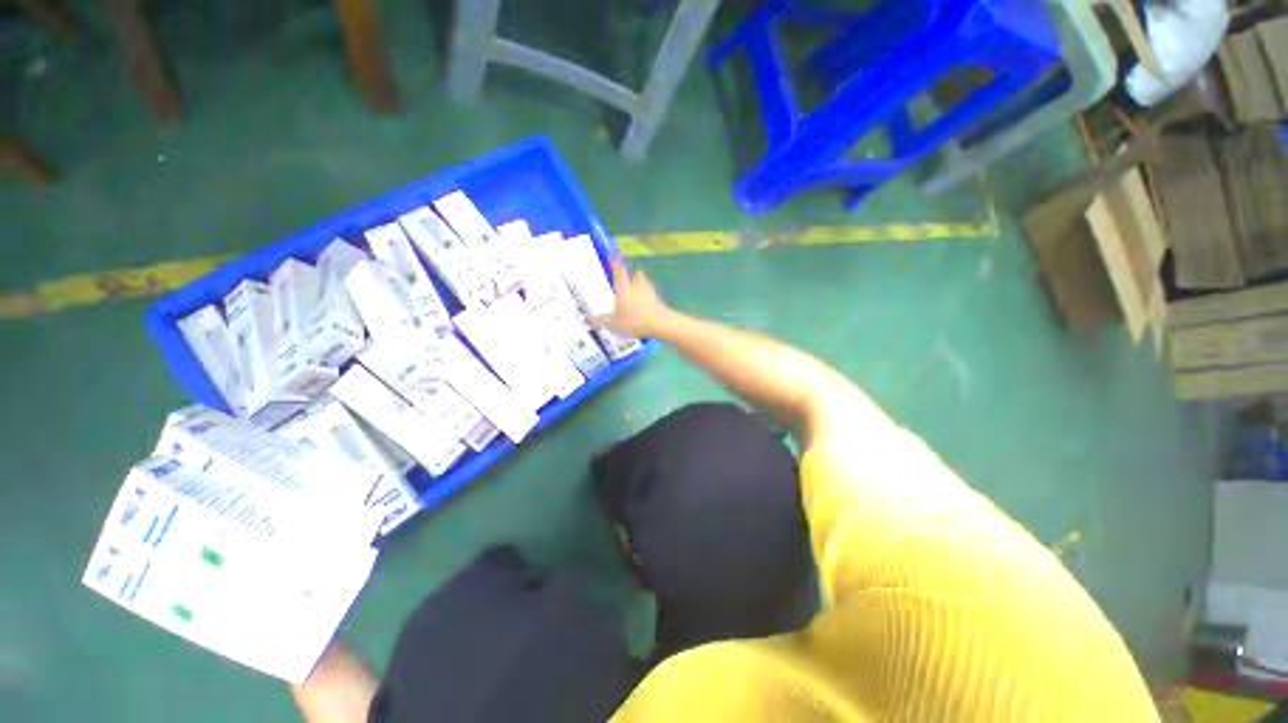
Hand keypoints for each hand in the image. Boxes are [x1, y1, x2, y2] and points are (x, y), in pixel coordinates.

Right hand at [592, 258, 670, 337]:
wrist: (660, 324)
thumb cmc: (634, 321)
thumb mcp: (613, 324)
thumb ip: (601, 320)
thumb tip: (590, 319)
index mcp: (624, 287)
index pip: (619, 270)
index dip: (614, 261)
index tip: (611, 255)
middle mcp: (637, 285)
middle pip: (635, 274)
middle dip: (631, 275)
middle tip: (626, 278)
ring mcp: (650, 292)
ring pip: (644, 284)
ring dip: (640, 286)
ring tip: (634, 293)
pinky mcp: (658, 301)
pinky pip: (650, 295)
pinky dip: (646, 298)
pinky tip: (643, 307)